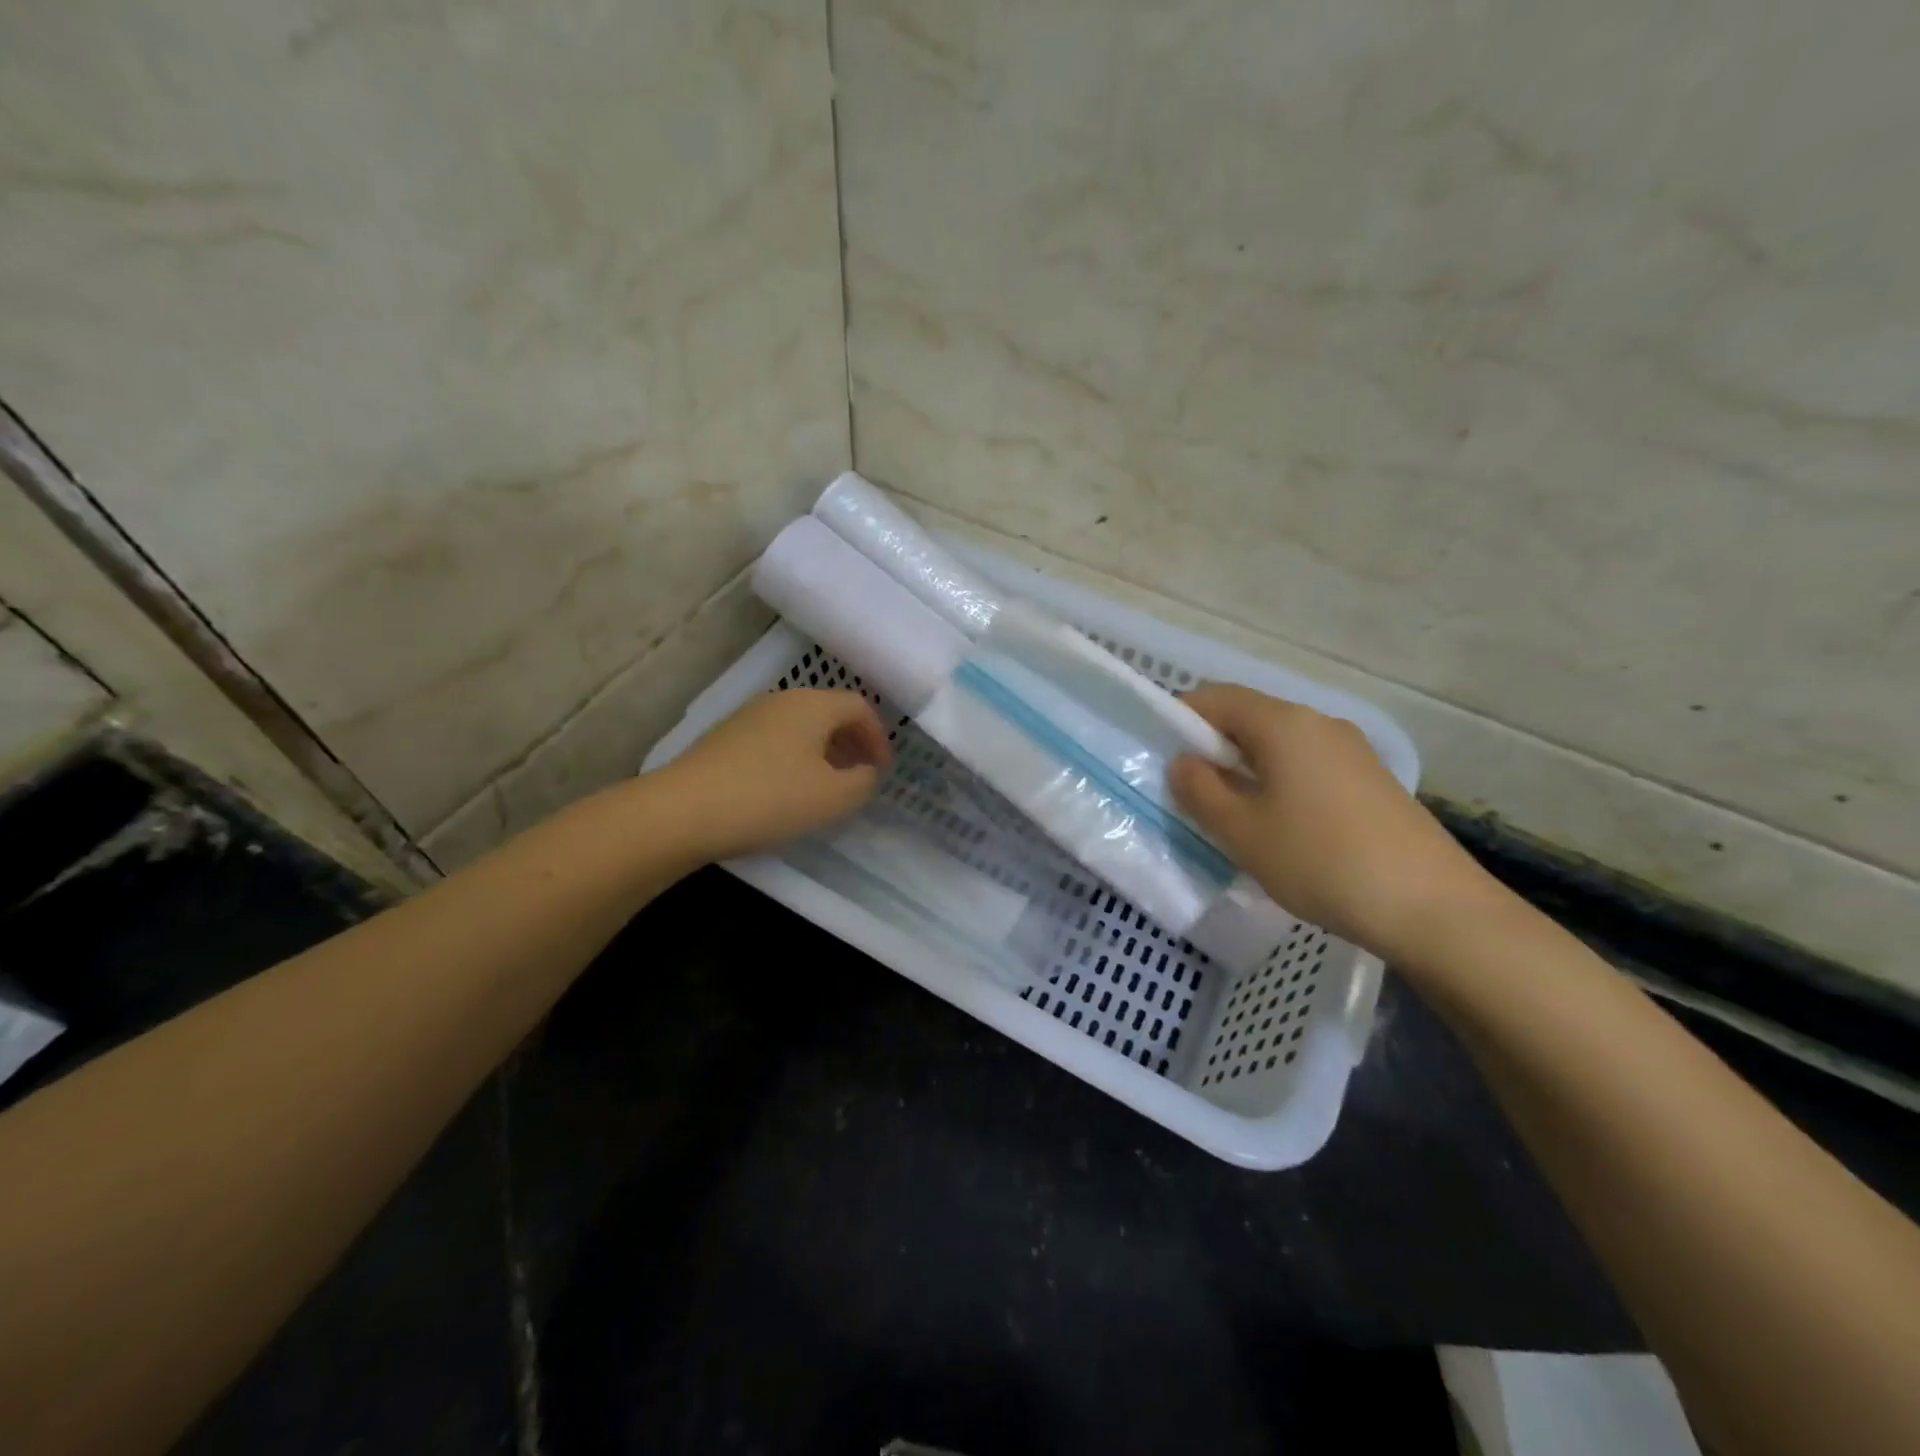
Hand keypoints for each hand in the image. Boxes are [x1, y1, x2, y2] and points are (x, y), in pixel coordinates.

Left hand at [661, 690, 891, 860]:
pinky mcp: (724, 739)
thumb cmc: (769, 798)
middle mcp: (781, 701)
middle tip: (860, 776)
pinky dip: (794, 759)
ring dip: (822, 753)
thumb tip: (867, 771)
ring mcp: (748, 717)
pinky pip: (774, 741)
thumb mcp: (832, 798)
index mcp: (812, 705)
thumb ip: (863, 782)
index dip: (879, 737)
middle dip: (851, 743)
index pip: (860, 707)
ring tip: (826, 788)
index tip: (883, 771)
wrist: (682, 812)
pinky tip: (786, 792)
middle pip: (828, 713)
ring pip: (800, 728)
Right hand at [1169, 683, 1496, 961]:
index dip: (1180, 718)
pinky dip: (1279, 781)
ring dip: (1246, 767)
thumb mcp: (1241, 830)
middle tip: (1192, 792)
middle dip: (1212, 746)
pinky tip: (1281, 826)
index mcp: (1283, 724)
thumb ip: (1200, 790)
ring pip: (1279, 744)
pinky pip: (1307, 765)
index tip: (1162, 756)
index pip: (1216, 697)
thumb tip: (1184, 761)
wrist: (1431, 906)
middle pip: (1249, 717)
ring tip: (1234, 815)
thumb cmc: (1320, 860)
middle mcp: (1318, 723)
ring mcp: (1351, 750)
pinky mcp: (1371, 779)